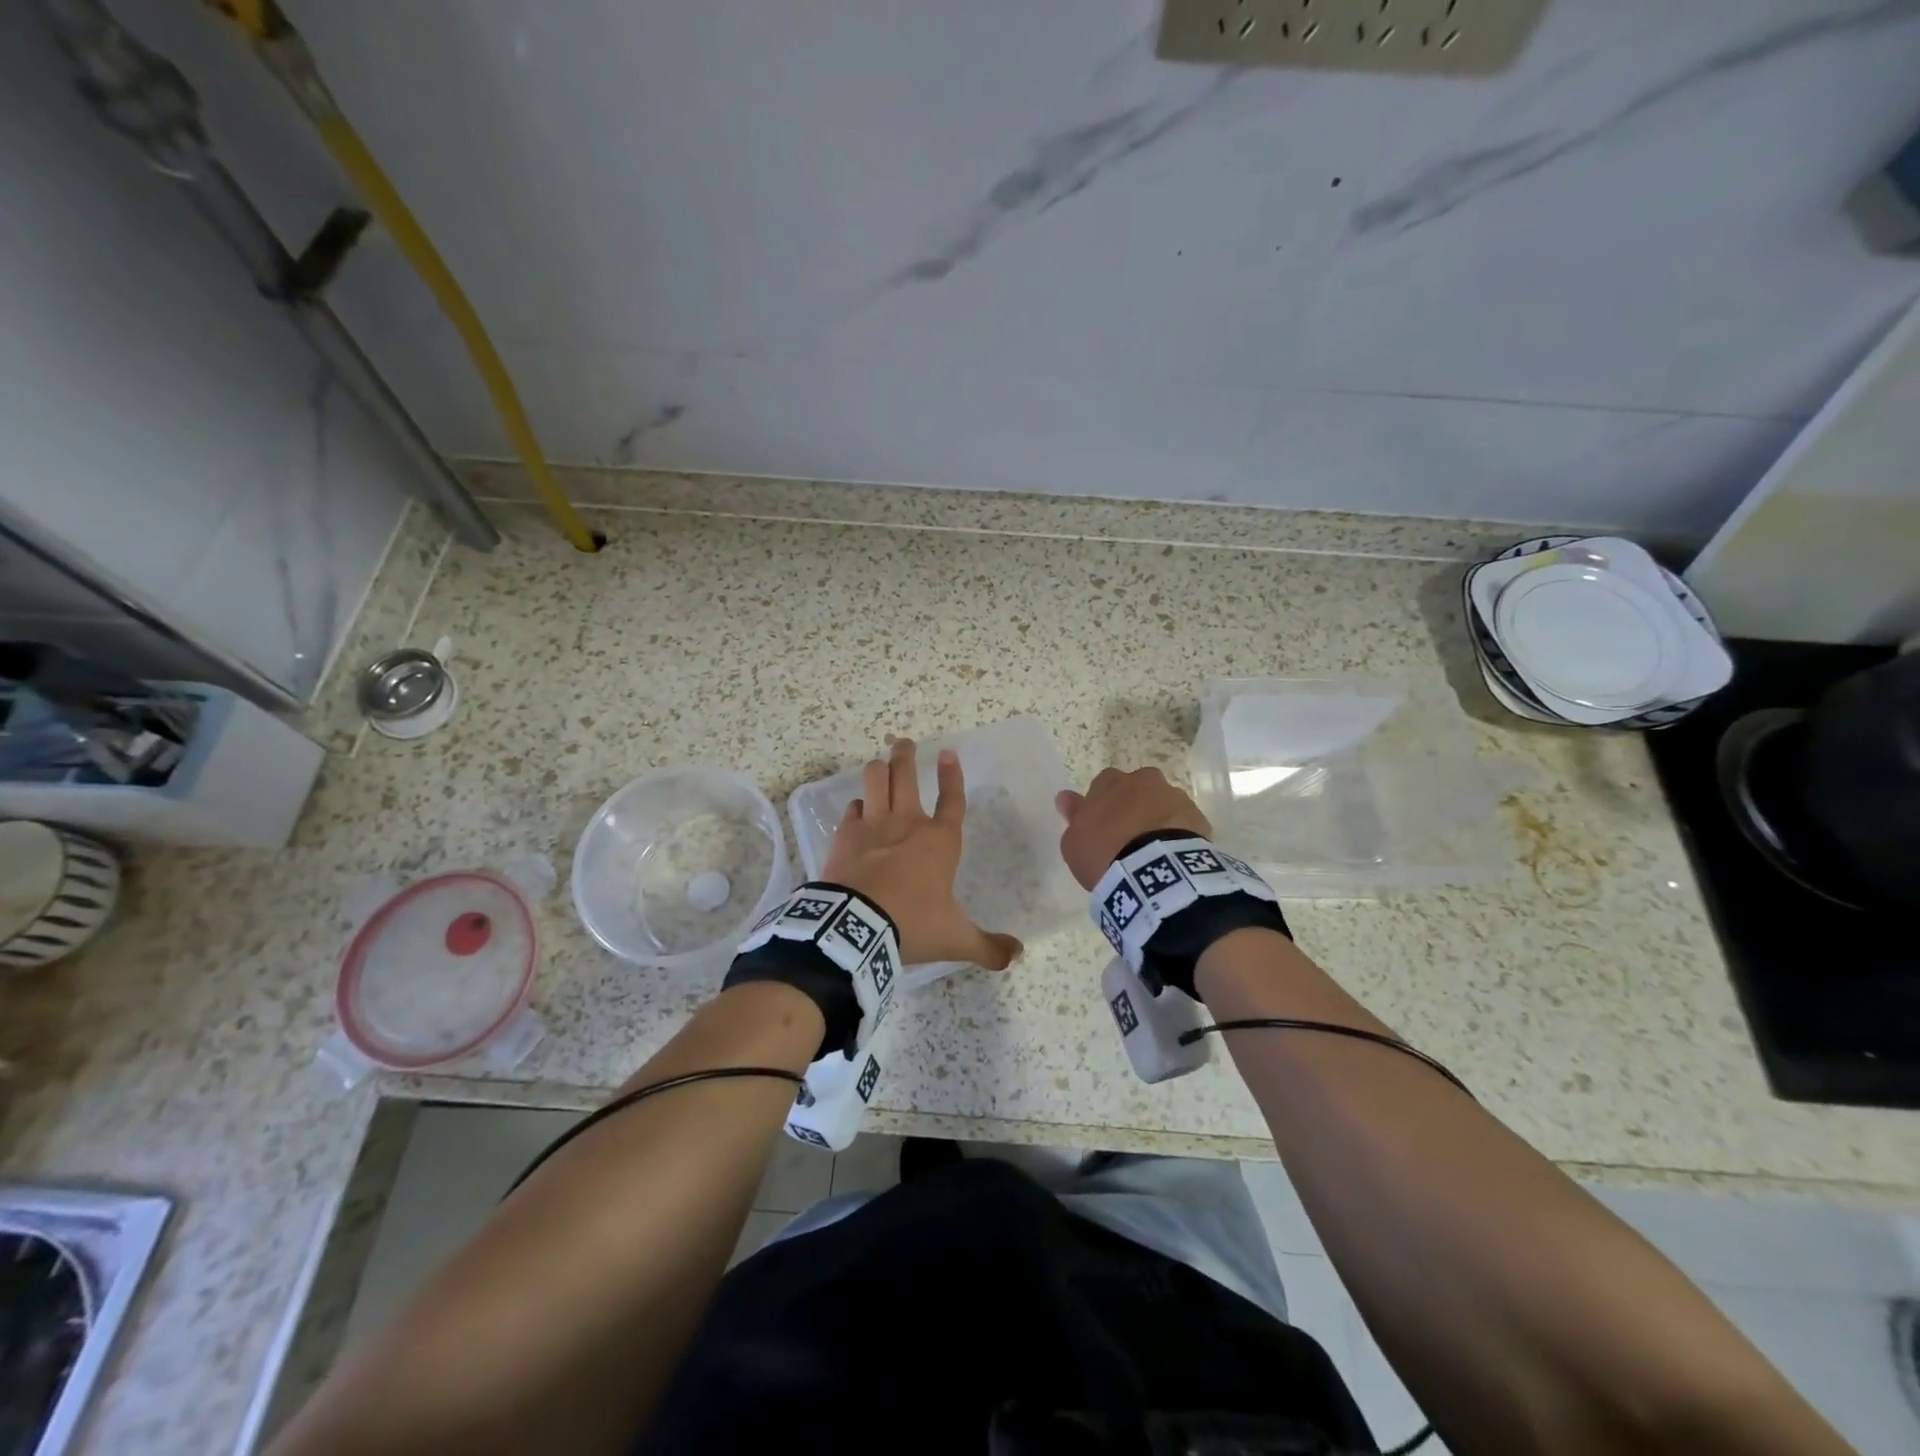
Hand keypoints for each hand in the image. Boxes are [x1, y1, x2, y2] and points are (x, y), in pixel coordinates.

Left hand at [822, 737, 1022, 970]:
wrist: (857, 927)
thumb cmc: (912, 924)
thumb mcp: (955, 939)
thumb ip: (988, 946)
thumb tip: (1018, 955)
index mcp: (939, 841)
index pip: (952, 799)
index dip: (952, 775)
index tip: (948, 753)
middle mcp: (907, 823)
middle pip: (906, 774)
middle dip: (905, 754)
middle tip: (904, 742)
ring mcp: (873, 825)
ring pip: (875, 779)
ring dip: (879, 770)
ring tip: (880, 765)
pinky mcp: (846, 835)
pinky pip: (852, 809)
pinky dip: (857, 807)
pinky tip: (858, 810)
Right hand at [1054, 766, 1211, 889]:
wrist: (1151, 871)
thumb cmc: (1103, 853)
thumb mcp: (1074, 841)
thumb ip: (1073, 815)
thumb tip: (1065, 797)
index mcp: (1110, 782)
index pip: (1104, 784)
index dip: (1104, 804)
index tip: (1103, 825)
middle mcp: (1143, 780)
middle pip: (1137, 788)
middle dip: (1134, 805)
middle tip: (1129, 834)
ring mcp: (1173, 796)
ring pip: (1163, 803)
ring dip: (1158, 818)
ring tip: (1154, 849)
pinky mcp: (1197, 817)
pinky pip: (1184, 822)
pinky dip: (1178, 833)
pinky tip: (1171, 855)